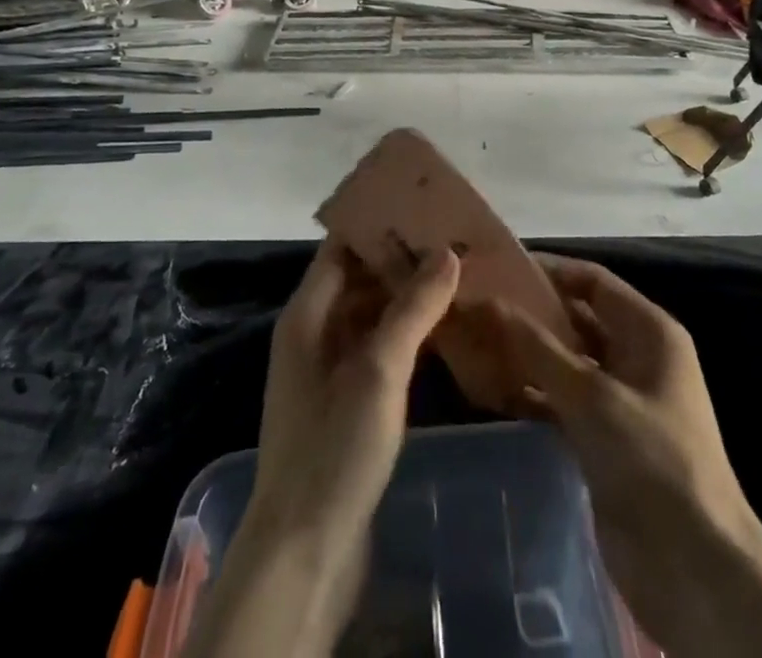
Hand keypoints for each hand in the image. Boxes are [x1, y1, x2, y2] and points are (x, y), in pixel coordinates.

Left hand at [248, 237, 459, 547]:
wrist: (305, 553)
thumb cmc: (334, 448)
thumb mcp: (378, 371)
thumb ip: (412, 309)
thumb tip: (447, 252)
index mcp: (307, 315)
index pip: (342, 248)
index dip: (379, 225)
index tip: (424, 207)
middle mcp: (314, 334)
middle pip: (359, 279)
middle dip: (402, 260)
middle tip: (453, 241)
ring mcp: (329, 371)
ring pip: (371, 315)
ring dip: (408, 298)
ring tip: (457, 278)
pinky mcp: (346, 404)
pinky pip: (378, 350)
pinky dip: (407, 335)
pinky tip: (445, 332)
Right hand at [490, 255, 761, 657]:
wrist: (693, 568)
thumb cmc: (652, 459)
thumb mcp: (593, 396)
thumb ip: (538, 348)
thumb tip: (488, 302)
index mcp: (650, 331)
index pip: (594, 281)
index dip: (550, 271)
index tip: (500, 265)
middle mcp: (636, 357)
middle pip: (578, 320)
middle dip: (532, 312)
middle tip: (478, 303)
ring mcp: (620, 400)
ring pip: (566, 362)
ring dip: (527, 354)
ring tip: (474, 340)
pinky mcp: (604, 440)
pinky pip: (562, 401)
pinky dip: (532, 393)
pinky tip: (491, 388)